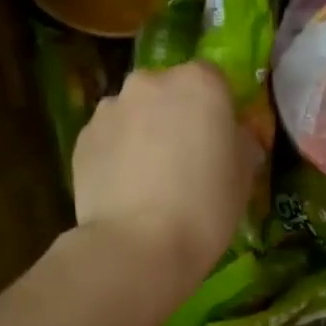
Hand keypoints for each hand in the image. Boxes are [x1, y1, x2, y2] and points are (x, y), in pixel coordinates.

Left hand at [73, 62, 258, 317]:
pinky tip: (127, 190)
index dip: (217, 109)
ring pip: (135, 112)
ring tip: (151, 179)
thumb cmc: (206, 208)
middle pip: (169, 91)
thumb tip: (232, 137)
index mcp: (199, 84)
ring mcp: (110, 108)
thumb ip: (239, 143)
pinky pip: (109, 138)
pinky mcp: (81, 137)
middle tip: (186, 158)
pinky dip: (118, 154)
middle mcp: (150, 82)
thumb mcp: (244, 176)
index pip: (213, 80)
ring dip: (144, 132)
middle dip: (176, 115)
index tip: (220, 140)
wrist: (139, 246)